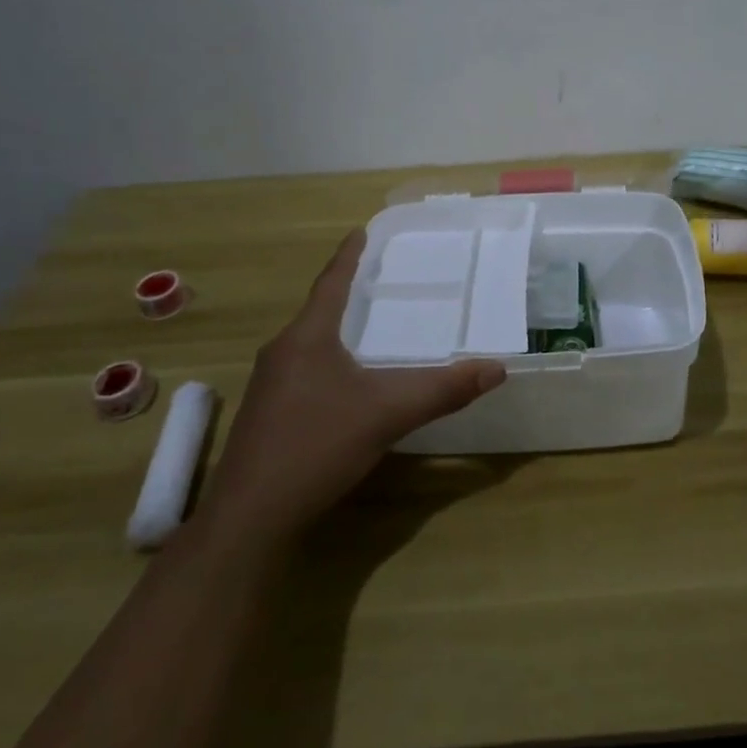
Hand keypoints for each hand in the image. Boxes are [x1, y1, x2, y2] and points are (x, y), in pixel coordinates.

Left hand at [204, 230, 505, 542]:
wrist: (249, 517)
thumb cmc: (316, 447)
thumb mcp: (387, 414)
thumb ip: (442, 390)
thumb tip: (496, 369)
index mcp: (306, 338)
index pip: (331, 282)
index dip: (349, 256)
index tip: (361, 230)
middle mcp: (282, 352)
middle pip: (319, 310)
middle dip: (347, 292)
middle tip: (382, 278)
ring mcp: (268, 385)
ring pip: (310, 343)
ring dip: (337, 329)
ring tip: (369, 325)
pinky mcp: (266, 414)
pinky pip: (303, 369)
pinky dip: (329, 360)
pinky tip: (347, 380)